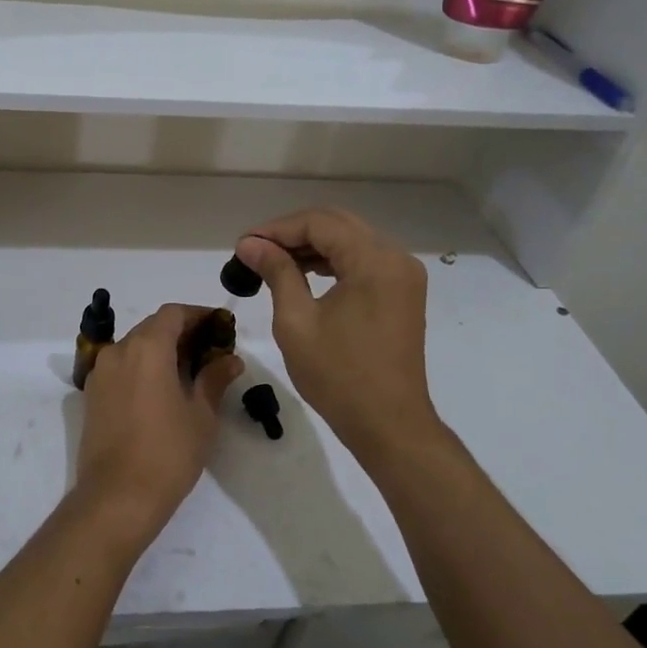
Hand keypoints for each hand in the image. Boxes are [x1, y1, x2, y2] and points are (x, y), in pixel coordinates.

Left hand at [72, 304, 243, 549]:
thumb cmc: (168, 452)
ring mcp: (100, 373)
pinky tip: (163, 389)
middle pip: (152, 327)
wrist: (117, 496)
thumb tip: (230, 358)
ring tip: (190, 371)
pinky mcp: (92, 395)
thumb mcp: (201, 415)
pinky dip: (142, 367)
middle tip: (210, 350)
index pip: (173, 314)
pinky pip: (121, 367)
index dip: (198, 315)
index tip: (220, 326)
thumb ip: (215, 378)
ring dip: (161, 350)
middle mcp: (118, 351)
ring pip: (134, 346)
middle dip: (181, 332)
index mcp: (146, 348)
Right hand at [236, 209, 440, 465]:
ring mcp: (403, 275)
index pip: (319, 223)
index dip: (277, 229)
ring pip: (351, 240)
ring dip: (312, 245)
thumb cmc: (338, 376)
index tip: (243, 245)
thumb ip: (276, 272)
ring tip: (272, 262)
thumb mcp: (296, 321)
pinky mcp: (402, 292)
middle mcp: (395, 258)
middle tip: (254, 250)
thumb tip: (250, 244)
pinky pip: (363, 260)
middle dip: (293, 232)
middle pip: (337, 224)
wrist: (389, 424)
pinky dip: (332, 261)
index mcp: (374, 261)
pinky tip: (304, 273)